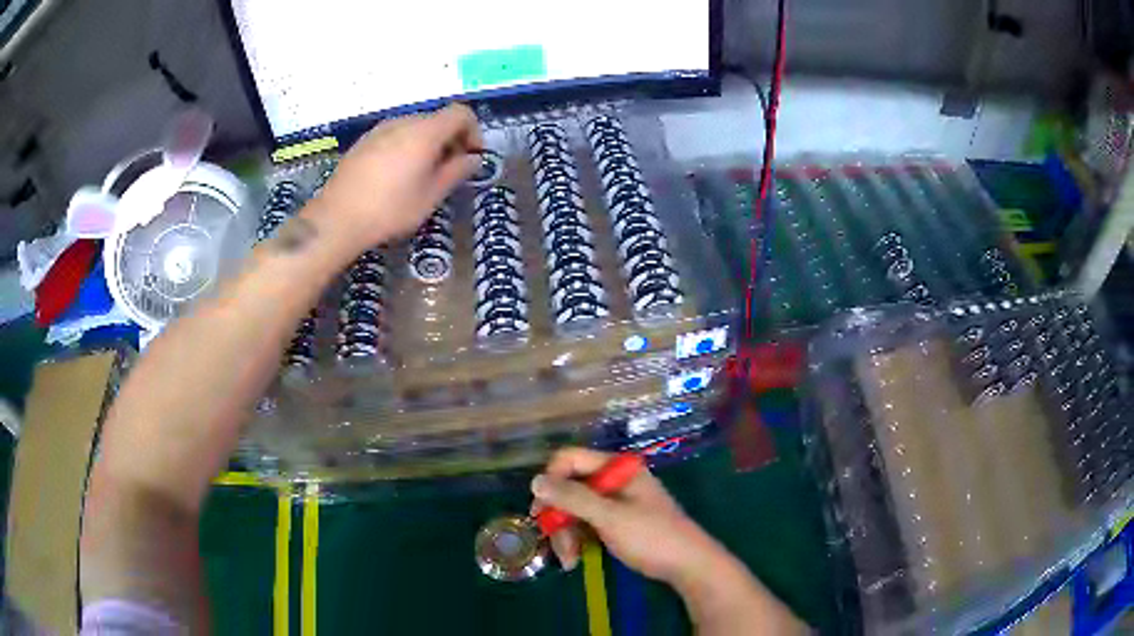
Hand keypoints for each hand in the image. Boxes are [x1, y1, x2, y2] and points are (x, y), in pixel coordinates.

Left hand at [309, 103, 482, 253]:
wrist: (337, 219)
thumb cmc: (390, 209)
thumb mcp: (431, 195)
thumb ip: (456, 172)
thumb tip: (473, 159)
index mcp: (424, 132)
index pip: (460, 113)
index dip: (473, 131)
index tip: (471, 157)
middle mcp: (403, 122)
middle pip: (437, 120)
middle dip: (450, 140)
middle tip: (448, 171)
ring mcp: (380, 130)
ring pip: (415, 128)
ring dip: (427, 145)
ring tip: (421, 176)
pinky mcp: (363, 142)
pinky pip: (395, 136)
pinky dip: (406, 148)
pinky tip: (396, 177)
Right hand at [530, 448, 726, 584]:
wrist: (687, 565)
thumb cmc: (651, 536)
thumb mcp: (610, 517)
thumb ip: (572, 498)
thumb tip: (535, 481)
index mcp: (617, 468)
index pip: (570, 459)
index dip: (551, 481)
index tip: (540, 510)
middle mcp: (613, 480)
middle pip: (569, 488)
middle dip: (559, 518)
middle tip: (553, 543)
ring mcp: (615, 502)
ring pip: (574, 509)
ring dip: (566, 534)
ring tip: (569, 560)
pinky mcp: (616, 522)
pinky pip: (585, 523)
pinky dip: (577, 540)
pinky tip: (575, 560)